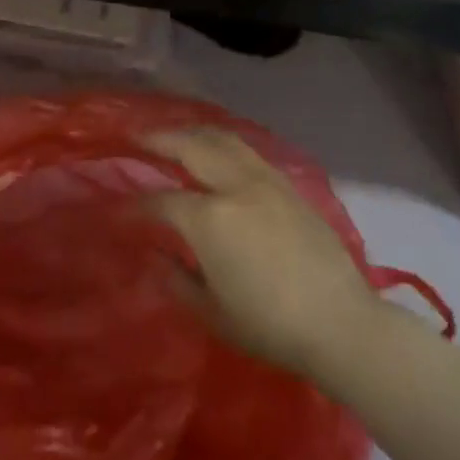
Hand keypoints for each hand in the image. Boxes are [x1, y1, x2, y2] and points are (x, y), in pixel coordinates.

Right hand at [144, 127, 385, 387]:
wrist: (341, 324)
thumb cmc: (270, 326)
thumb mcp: (212, 311)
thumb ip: (176, 278)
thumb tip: (156, 255)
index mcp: (209, 219)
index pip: (161, 201)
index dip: (135, 206)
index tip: (118, 210)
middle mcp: (235, 187)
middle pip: (191, 146)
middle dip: (159, 139)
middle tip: (137, 136)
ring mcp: (265, 181)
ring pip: (223, 139)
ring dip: (193, 132)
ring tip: (176, 135)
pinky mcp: (289, 186)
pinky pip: (248, 152)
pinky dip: (223, 144)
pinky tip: (217, 152)